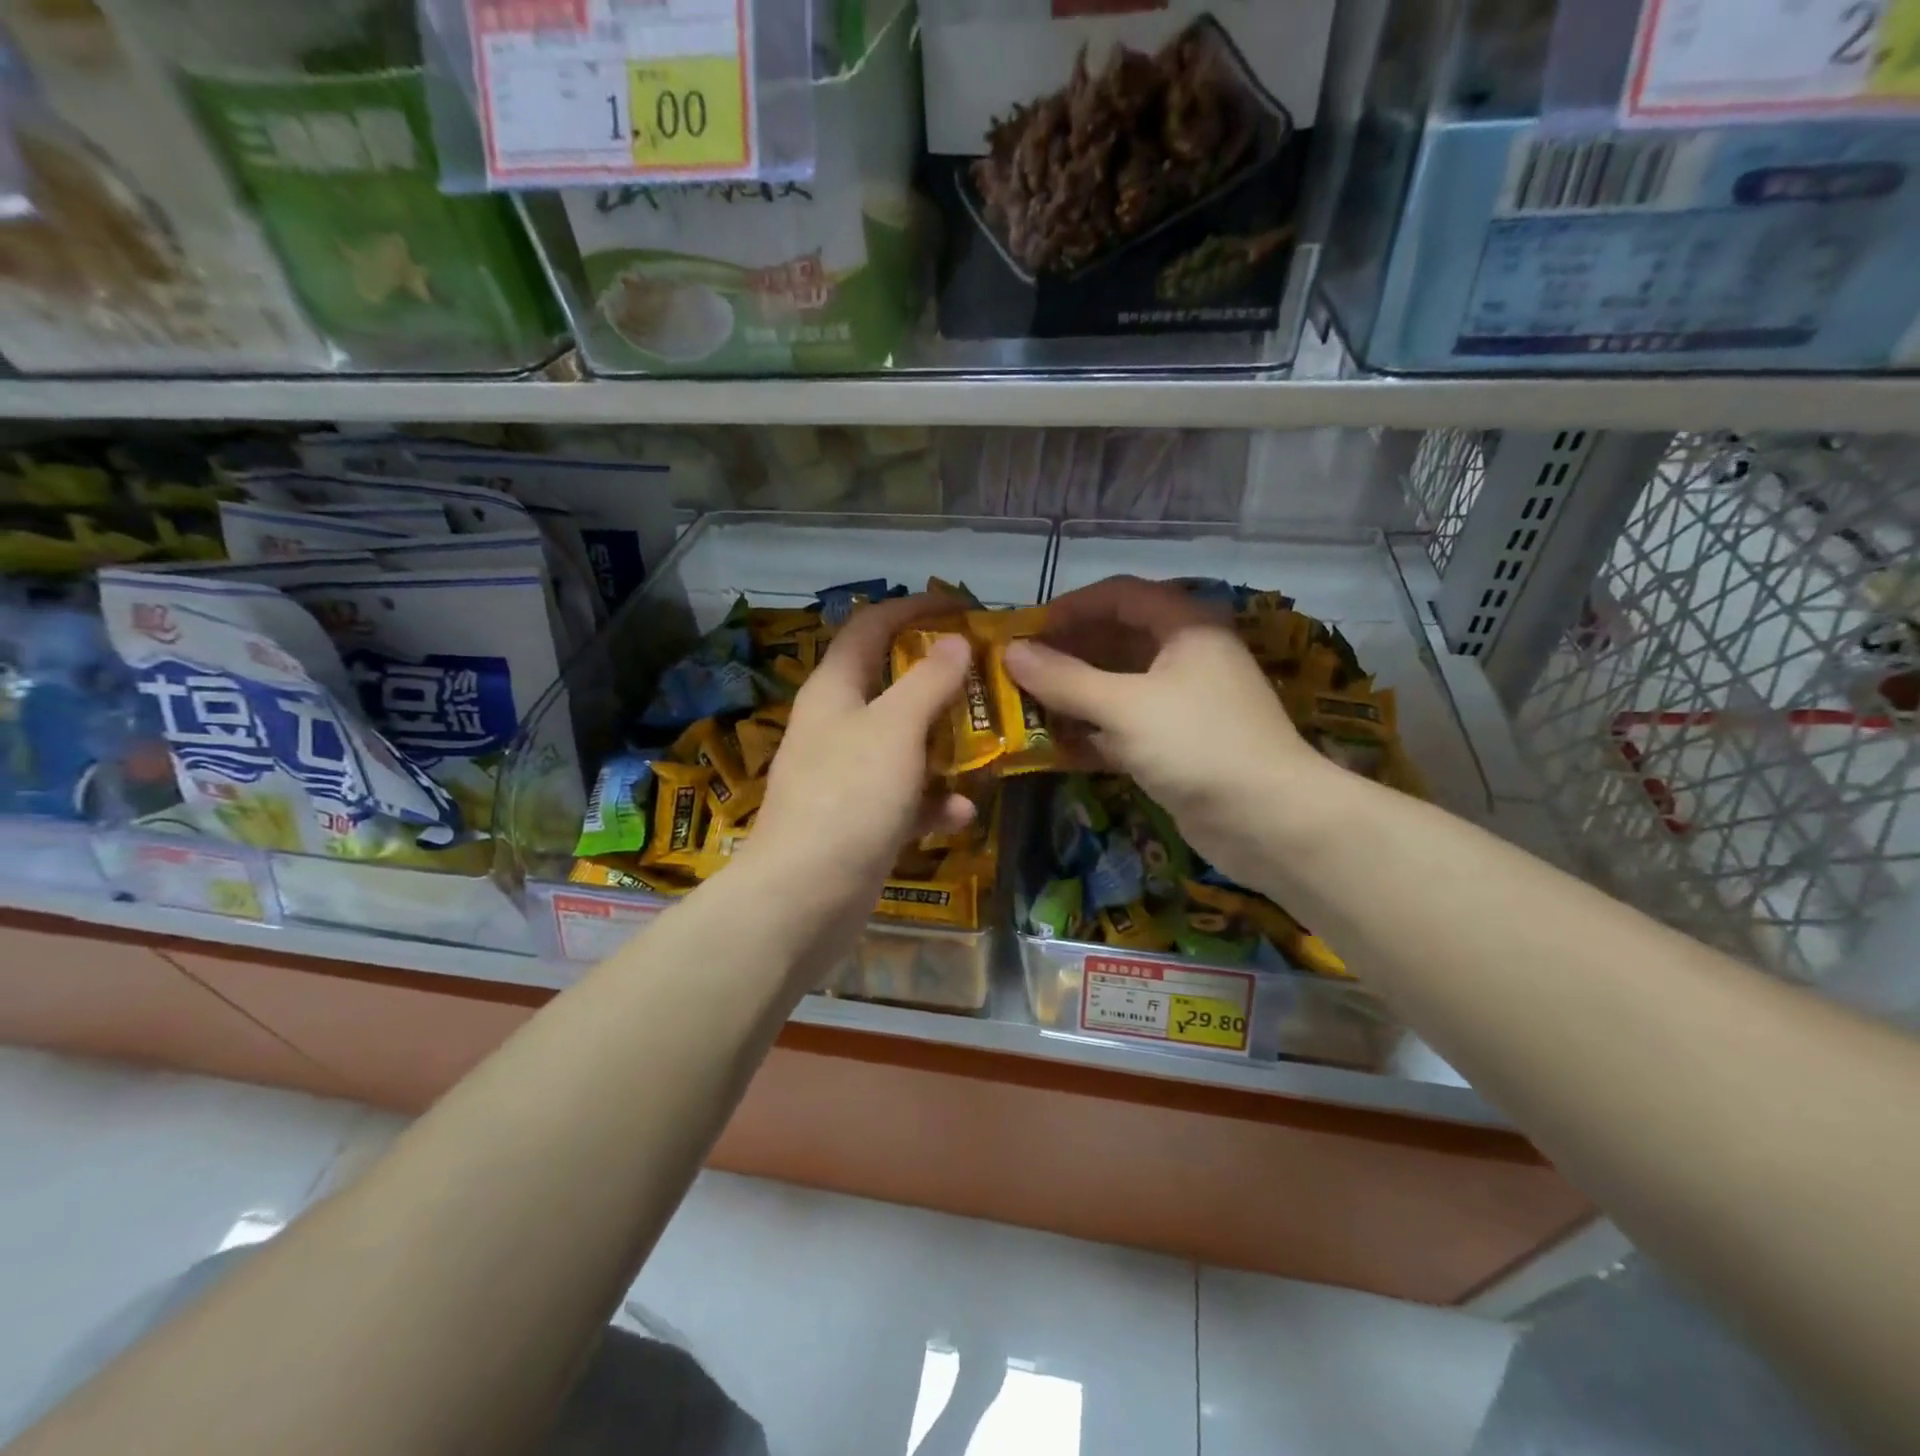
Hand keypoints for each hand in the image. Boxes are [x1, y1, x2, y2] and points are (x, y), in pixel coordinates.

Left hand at [745, 592, 975, 903]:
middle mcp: (837, 725)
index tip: (963, 607)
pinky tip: (961, 814)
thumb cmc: (849, 797)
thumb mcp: (895, 729)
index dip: (915, 608)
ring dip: (945, 742)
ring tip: (990, 742)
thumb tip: (954, 641)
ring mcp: (847, 775)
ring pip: (905, 743)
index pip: (871, 627)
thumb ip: (928, 681)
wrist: (804, 897)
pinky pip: (905, 797)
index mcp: (834, 690)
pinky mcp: (860, 819)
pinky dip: (932, 801)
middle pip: (892, 684)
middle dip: (940, 679)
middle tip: (988, 676)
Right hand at [1004, 576, 1326, 887]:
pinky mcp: (1177, 744)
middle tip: (1017, 672)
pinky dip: (1092, 732)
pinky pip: (1125, 725)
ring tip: (1025, 706)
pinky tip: (1054, 746)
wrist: (1268, 821)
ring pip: (1118, 686)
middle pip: (1116, 640)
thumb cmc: (1198, 745)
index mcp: (1185, 627)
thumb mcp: (1125, 707)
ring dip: (1074, 695)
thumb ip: (1065, 679)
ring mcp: (1183, 703)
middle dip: (1066, 654)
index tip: (1026, 630)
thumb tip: (1011, 652)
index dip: (1070, 607)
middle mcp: (1186, 656)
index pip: (1120, 595)